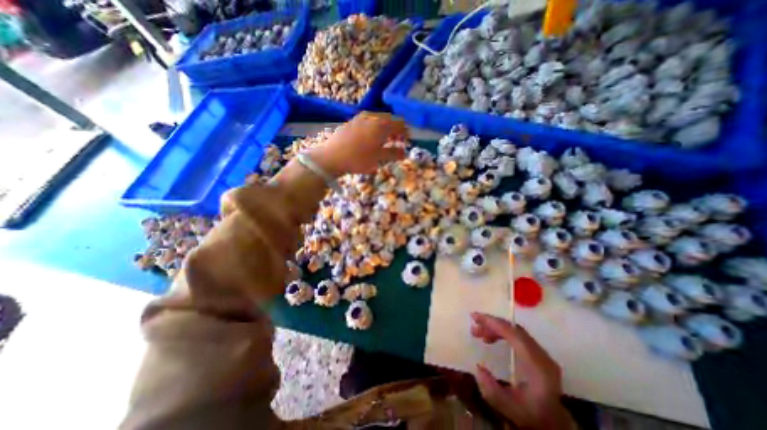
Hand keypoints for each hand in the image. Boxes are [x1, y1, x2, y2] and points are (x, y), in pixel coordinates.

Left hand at [309, 113, 410, 177]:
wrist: (332, 157)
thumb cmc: (358, 159)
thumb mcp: (378, 158)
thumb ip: (393, 153)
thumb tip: (404, 152)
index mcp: (381, 124)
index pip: (400, 124)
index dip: (406, 133)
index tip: (406, 142)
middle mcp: (372, 117)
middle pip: (389, 120)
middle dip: (396, 130)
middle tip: (396, 143)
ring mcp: (360, 118)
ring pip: (378, 120)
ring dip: (385, 129)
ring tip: (384, 142)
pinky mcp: (352, 122)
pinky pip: (368, 122)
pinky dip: (374, 129)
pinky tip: (370, 140)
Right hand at [471, 313, 571, 429]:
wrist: (555, 425)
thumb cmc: (532, 416)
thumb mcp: (510, 408)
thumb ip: (492, 390)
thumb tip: (478, 367)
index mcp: (537, 365)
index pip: (514, 334)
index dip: (493, 323)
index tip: (475, 317)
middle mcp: (542, 355)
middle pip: (514, 329)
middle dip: (491, 324)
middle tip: (473, 328)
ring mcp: (541, 353)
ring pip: (515, 331)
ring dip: (495, 329)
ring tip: (479, 334)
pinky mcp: (538, 354)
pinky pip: (517, 336)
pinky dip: (502, 334)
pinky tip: (491, 340)